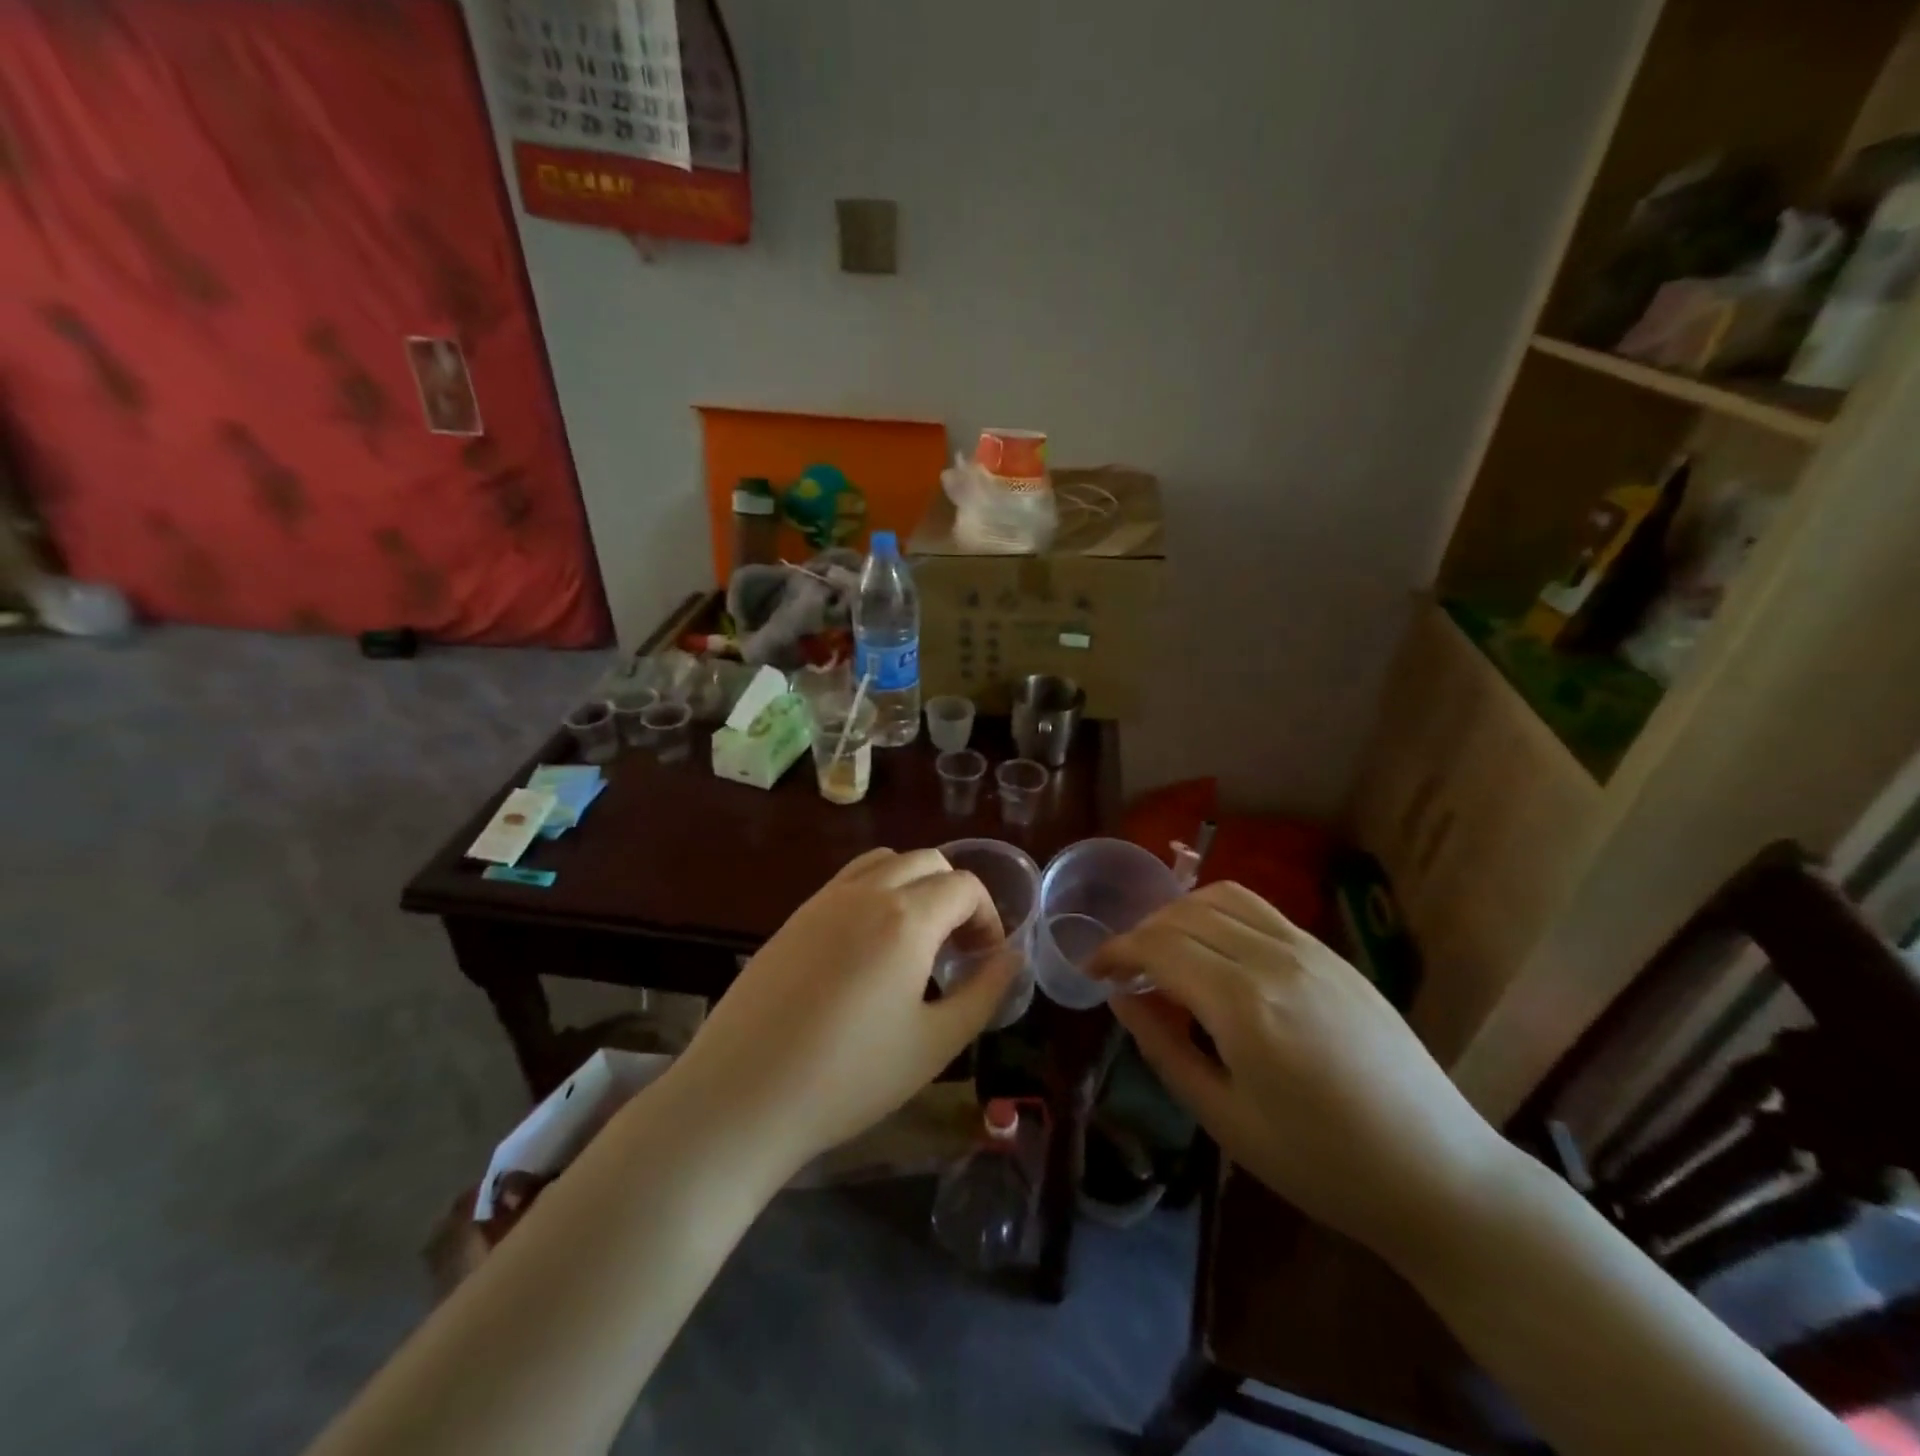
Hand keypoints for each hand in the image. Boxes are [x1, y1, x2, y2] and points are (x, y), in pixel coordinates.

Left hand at [674, 848, 1017, 1172]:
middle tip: (956, 949)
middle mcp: (865, 892)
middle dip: (955, 895)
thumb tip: (1012, 958)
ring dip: (914, 885)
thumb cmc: (849, 1077)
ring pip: (884, 863)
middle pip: (927, 861)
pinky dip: (875, 894)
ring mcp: (822, 901)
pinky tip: (868, 951)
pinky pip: (847, 883)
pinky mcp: (793, 919)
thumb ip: (984, 992)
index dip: (988, 918)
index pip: (964, 886)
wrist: (742, 1096)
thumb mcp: (935, 1043)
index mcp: (906, 917)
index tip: (985, 961)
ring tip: (915, 940)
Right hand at [1089, 882, 1514, 1268]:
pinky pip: (1260, 910)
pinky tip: (1215, 951)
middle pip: (1184, 914)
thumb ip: (1164, 1048)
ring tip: (1165, 952)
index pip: (1158, 947)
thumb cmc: (1322, 1165)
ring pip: (1222, 897)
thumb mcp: (1225, 1119)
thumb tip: (1121, 999)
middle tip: (1124, 970)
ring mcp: (1309, 949)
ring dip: (1179, 913)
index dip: (1115, 951)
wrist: (1438, 1173)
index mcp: (1244, 1005)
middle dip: (1141, 933)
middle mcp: (1274, 958)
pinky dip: (1219, 914)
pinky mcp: (1333, 954)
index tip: (1092, 970)